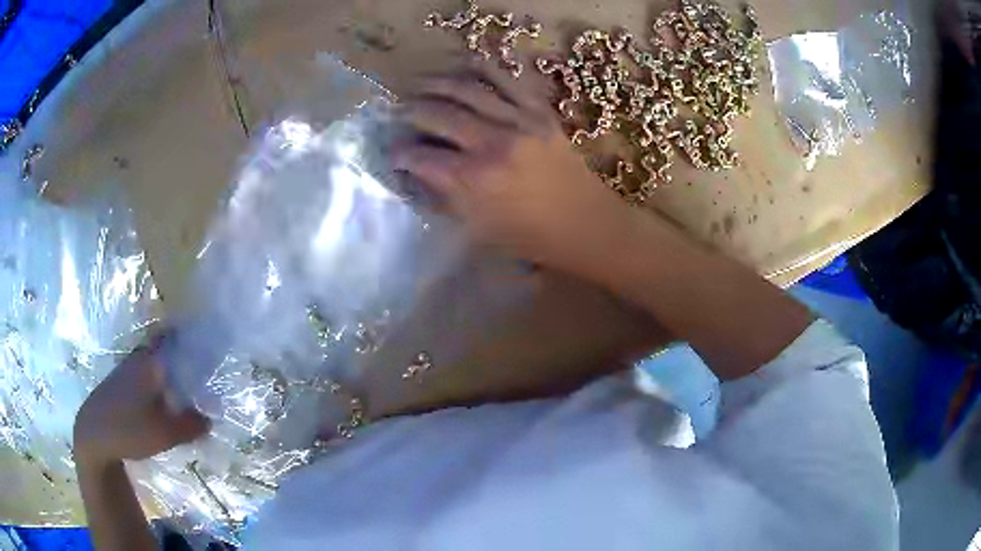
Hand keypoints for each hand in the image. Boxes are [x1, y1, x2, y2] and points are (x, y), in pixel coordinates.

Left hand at [74, 335, 208, 466]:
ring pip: (152, 363)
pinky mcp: (119, 385)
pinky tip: (162, 402)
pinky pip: (143, 375)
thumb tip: (210, 419)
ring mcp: (125, 371)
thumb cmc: (128, 429)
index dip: (188, 337)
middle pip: (163, 349)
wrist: (93, 435)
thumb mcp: (164, 434)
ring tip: (184, 390)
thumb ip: (190, 426)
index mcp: (149, 363)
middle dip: (180, 355)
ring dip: (167, 371)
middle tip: (199, 371)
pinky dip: (156, 382)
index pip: (172, 338)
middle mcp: (137, 359)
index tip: (204, 342)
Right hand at [392, 62, 633, 272]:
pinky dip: (482, 70)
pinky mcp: (540, 112)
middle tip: (398, 111)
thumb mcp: (479, 229)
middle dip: (410, 111)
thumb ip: (446, 196)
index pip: (421, 156)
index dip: (400, 154)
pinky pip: (506, 81)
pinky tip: (464, 67)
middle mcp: (492, 143)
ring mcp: (519, 121)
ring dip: (437, 84)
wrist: (589, 226)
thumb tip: (419, 172)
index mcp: (474, 179)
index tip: (393, 153)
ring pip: (467, 90)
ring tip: (420, 84)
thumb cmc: (533, 238)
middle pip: (437, 114)